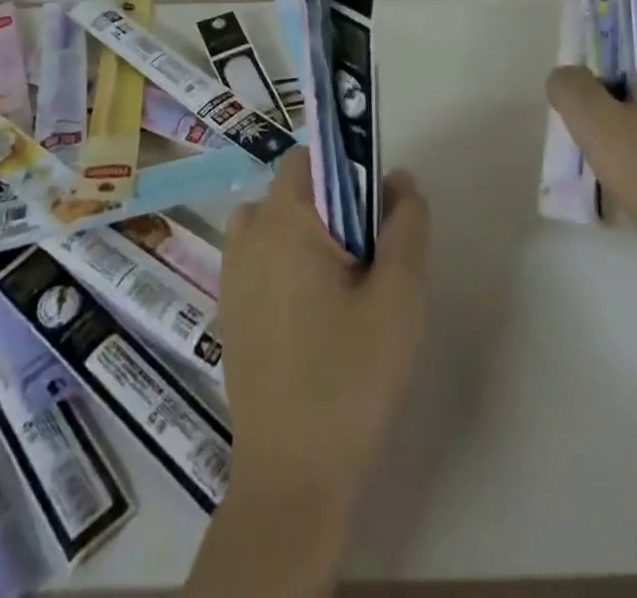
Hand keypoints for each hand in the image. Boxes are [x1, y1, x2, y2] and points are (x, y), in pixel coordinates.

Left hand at [218, 150, 429, 528]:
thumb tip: (399, 180)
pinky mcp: (230, 309)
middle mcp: (248, 236)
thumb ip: (406, 224)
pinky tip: (316, 311)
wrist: (293, 479)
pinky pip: (262, 256)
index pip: (313, 156)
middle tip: (370, 256)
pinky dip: (289, 260)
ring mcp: (232, 274)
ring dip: (310, 231)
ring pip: (277, 221)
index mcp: (284, 222)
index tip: (378, 207)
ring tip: (345, 281)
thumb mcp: (400, 296)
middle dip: (336, 204)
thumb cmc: (351, 378)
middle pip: (296, 187)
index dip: (350, 166)